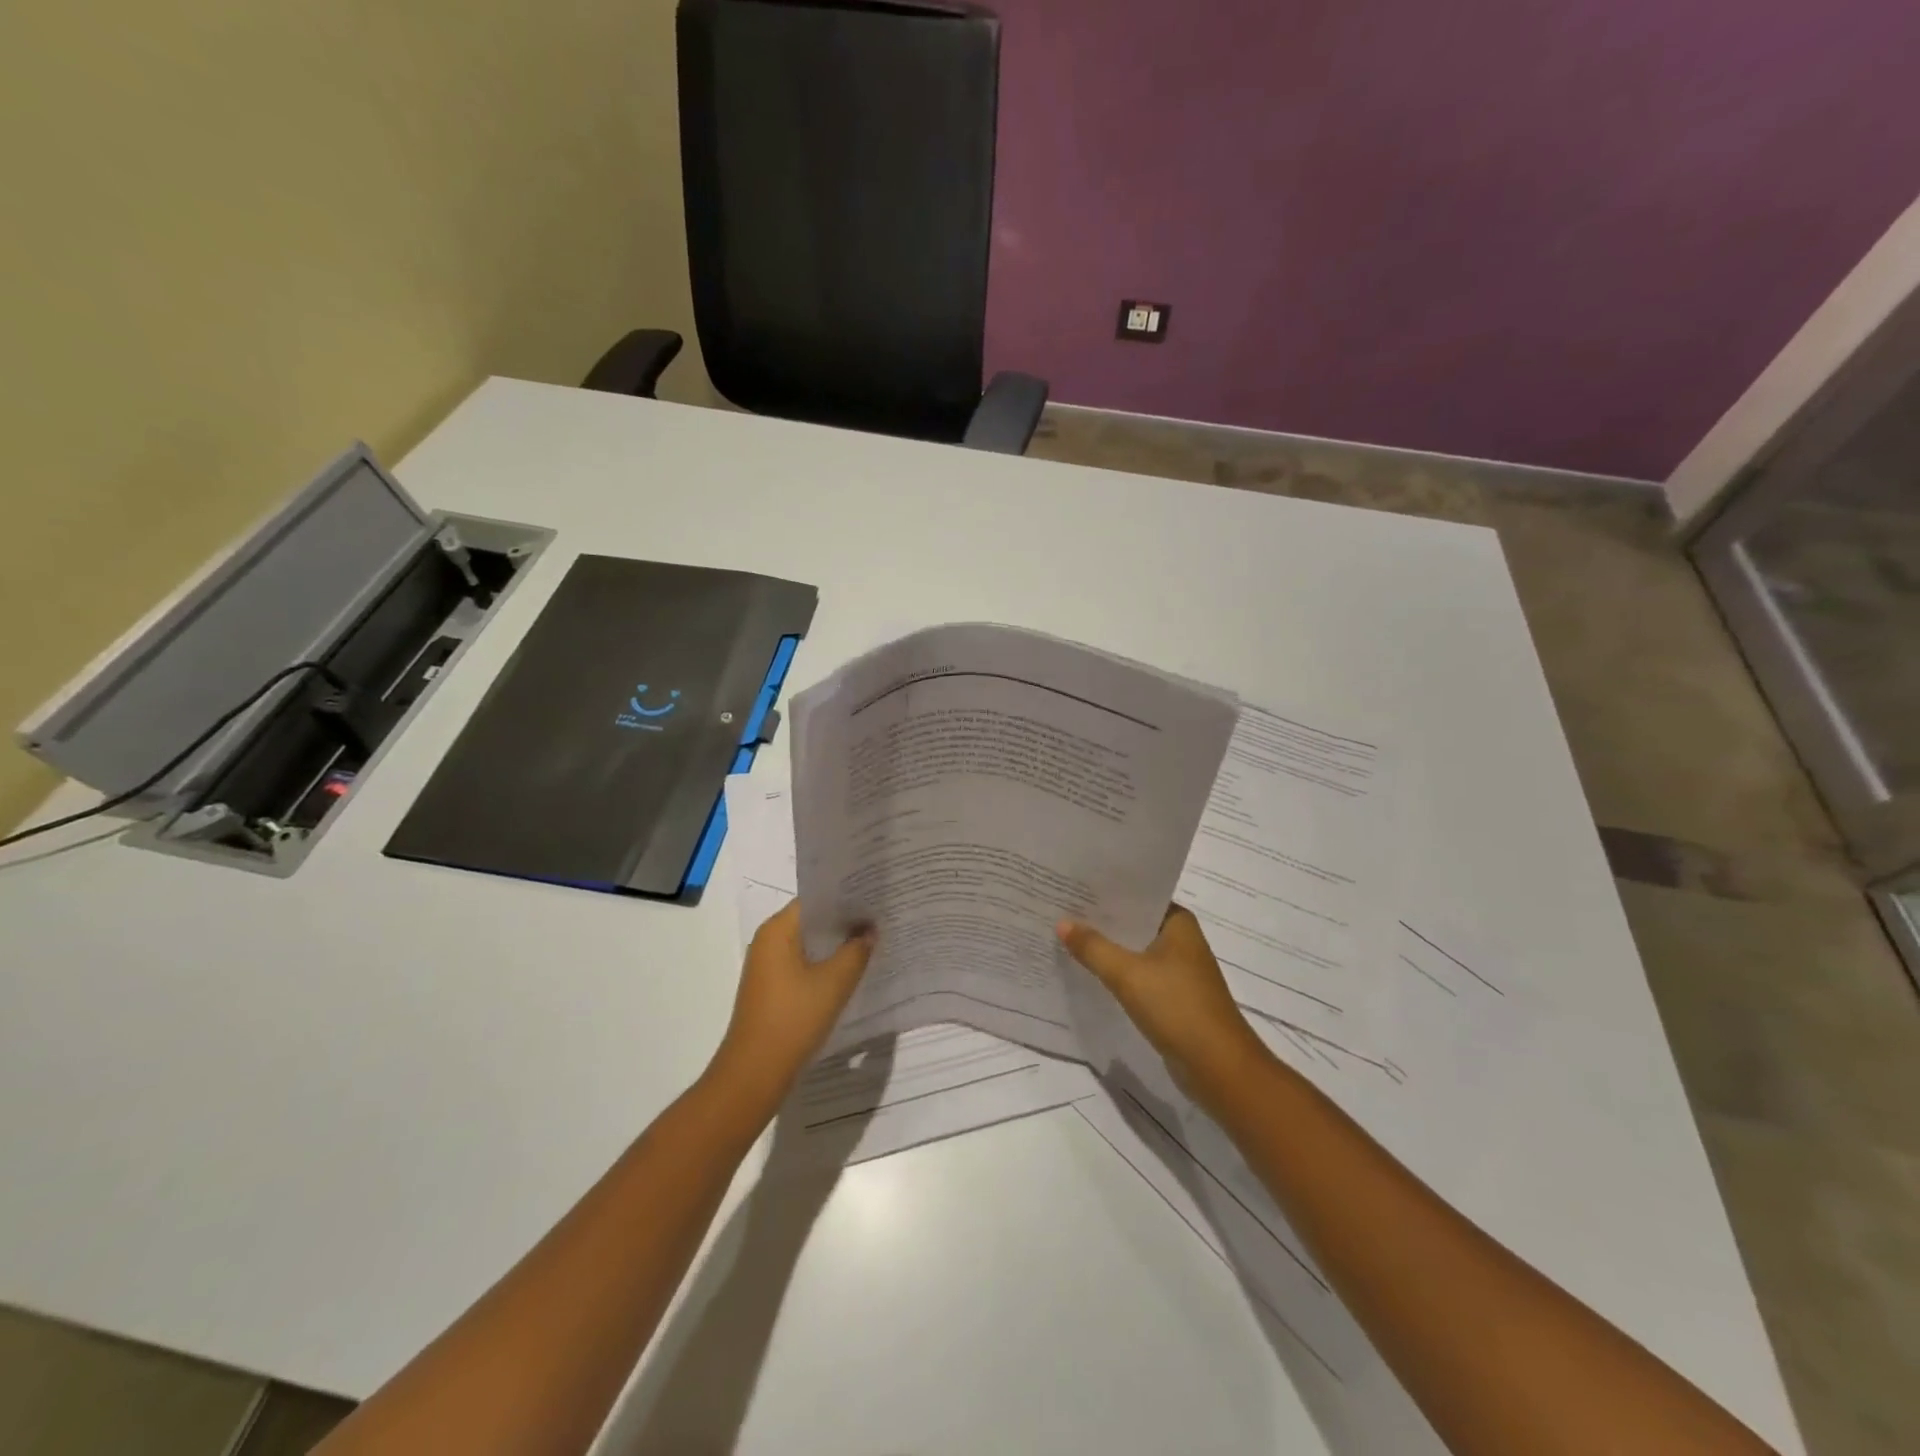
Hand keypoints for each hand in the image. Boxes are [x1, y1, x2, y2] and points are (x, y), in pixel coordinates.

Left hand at [708, 901, 873, 1113]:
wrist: (754, 1073)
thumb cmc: (793, 1019)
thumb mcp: (834, 983)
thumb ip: (856, 950)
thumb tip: (870, 929)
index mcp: (777, 930)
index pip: (815, 899)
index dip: (845, 897)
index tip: (874, 897)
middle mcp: (768, 941)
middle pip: (811, 921)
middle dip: (844, 921)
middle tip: (880, 918)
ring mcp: (767, 966)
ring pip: (808, 945)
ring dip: (835, 945)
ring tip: (871, 942)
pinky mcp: (771, 989)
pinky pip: (802, 965)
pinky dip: (824, 964)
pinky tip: (850, 972)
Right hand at [1056, 905, 1271, 1109]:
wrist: (1218, 1068)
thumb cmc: (1177, 1007)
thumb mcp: (1128, 974)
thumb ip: (1093, 947)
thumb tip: (1062, 922)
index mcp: (1178, 922)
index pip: (1137, 895)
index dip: (1105, 891)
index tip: (1072, 886)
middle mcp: (1181, 940)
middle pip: (1134, 923)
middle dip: (1101, 920)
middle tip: (1060, 909)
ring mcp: (1179, 971)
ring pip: (1135, 951)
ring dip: (1107, 948)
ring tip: (1066, 937)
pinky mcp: (1173, 998)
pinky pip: (1138, 976)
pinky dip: (1117, 973)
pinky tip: (1089, 972)